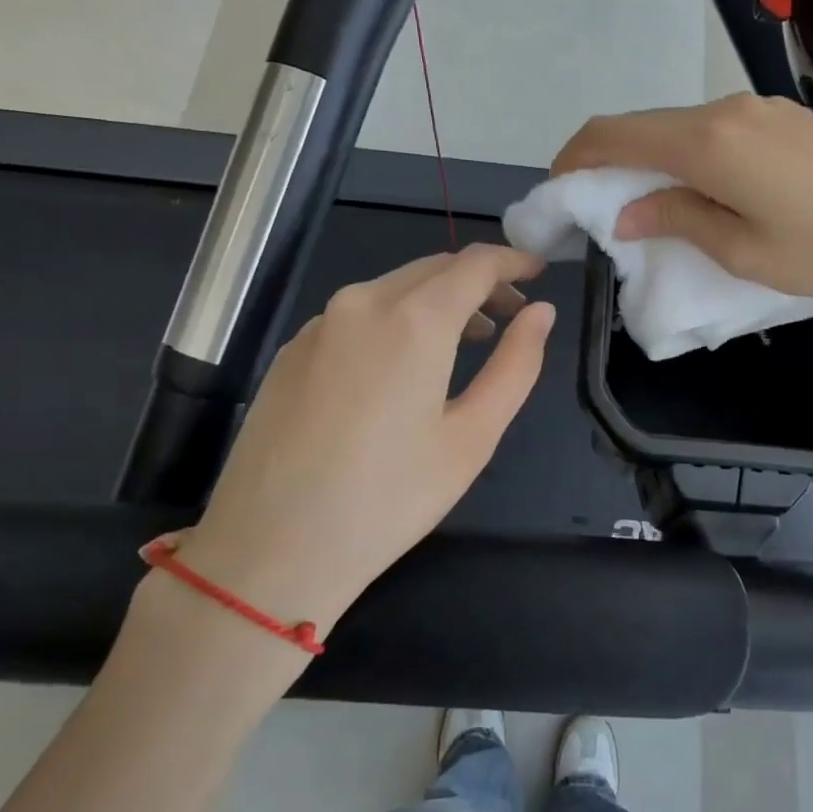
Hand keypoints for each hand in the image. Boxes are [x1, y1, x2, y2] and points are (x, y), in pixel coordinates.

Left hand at [177, 245, 554, 641]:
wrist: (270, 550)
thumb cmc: (390, 499)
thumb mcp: (472, 437)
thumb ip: (516, 365)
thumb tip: (542, 313)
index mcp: (413, 320)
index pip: (474, 263)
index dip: (512, 261)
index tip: (539, 271)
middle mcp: (362, 303)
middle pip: (434, 269)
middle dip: (479, 282)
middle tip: (512, 315)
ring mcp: (320, 324)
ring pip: (394, 288)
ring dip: (438, 301)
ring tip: (469, 339)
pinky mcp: (292, 350)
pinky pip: (358, 314)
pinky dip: (397, 319)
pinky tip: (404, 365)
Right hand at [552, 94, 812, 299]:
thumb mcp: (741, 250)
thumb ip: (677, 218)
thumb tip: (627, 210)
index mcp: (708, 143)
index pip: (616, 133)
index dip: (577, 156)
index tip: (559, 186)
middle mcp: (727, 110)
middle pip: (646, 124)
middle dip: (610, 158)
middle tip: (599, 203)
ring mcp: (760, 108)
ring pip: (682, 125)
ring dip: (653, 157)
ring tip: (649, 202)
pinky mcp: (785, 117)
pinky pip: (717, 128)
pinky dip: (690, 153)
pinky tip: (701, 187)